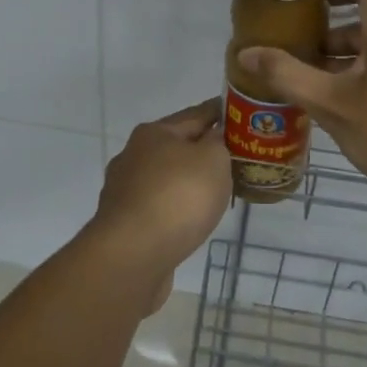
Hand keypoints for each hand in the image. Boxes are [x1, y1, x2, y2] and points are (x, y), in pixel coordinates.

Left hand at [89, 100, 231, 309]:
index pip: (196, 114)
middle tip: (236, 158)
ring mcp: (125, 191)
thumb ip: (218, 143)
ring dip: (189, 183)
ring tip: (217, 192)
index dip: (220, 112)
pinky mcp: (125, 223)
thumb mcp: (212, 159)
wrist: (132, 255)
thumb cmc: (178, 197)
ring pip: (167, 179)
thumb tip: (212, 138)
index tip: (241, 114)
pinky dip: (177, 208)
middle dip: (204, 151)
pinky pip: (160, 207)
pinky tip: (192, 219)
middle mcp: (134, 155)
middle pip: (177, 146)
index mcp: (154, 133)